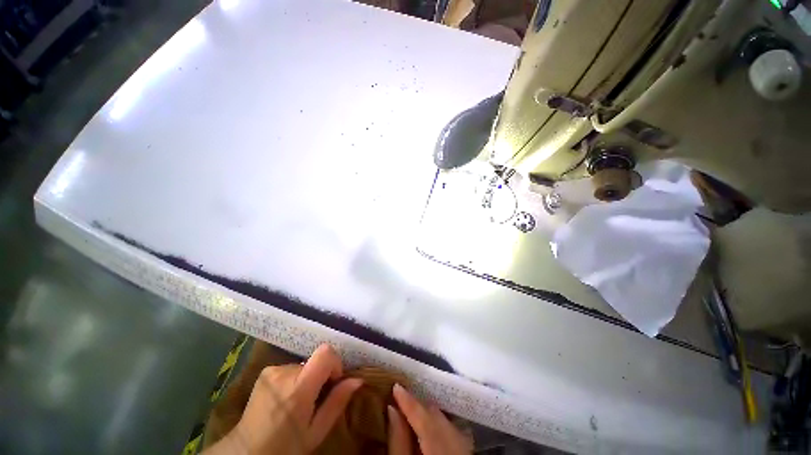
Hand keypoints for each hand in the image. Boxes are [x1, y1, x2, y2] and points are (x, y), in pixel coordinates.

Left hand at [206, 344, 361, 454]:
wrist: (246, 453)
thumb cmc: (285, 447)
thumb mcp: (316, 431)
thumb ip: (337, 402)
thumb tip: (358, 379)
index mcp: (299, 388)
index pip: (325, 352)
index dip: (335, 363)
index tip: (333, 382)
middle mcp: (284, 372)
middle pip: (315, 360)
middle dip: (320, 375)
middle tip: (315, 400)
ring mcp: (272, 370)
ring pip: (304, 365)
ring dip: (306, 378)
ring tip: (298, 402)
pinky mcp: (266, 371)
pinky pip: (291, 368)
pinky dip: (294, 379)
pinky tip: (286, 399)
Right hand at [388, 383, 472, 454]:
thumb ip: (398, 440)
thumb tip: (392, 408)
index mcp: (440, 448)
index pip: (424, 416)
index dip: (409, 400)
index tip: (396, 385)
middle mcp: (457, 441)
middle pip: (436, 414)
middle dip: (419, 403)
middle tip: (402, 395)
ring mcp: (466, 444)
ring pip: (446, 418)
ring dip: (429, 410)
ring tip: (413, 406)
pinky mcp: (469, 447)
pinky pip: (453, 425)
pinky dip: (439, 419)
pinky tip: (430, 418)